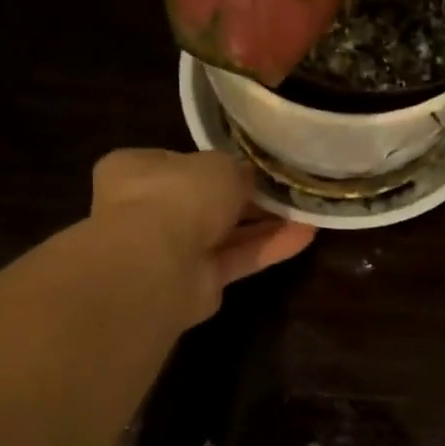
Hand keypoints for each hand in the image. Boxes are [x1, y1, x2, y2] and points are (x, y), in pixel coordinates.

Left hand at [89, 149, 314, 326]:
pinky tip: (305, 235)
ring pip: (227, 232)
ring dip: (266, 223)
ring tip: (307, 212)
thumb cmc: (177, 196)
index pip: (182, 163)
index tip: (255, 166)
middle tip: (289, 190)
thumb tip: (251, 179)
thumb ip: (238, 171)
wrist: (156, 265)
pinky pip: (238, 259)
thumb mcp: (218, 166)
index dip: (219, 165)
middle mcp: (150, 209)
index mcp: (137, 170)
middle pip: (208, 201)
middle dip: (249, 198)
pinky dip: (269, 247)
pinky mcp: (198, 282)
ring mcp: (173, 250)